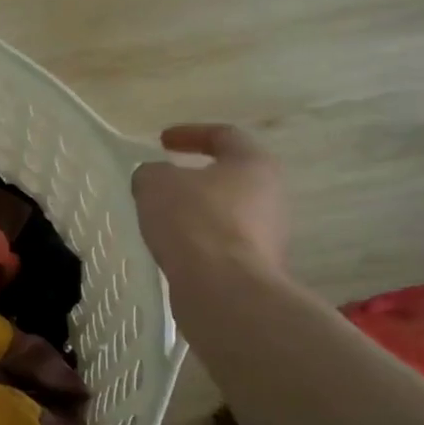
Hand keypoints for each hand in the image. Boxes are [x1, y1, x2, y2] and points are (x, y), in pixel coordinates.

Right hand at [131, 124, 287, 278]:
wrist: (224, 290)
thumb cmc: (194, 221)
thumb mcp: (156, 184)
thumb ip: (152, 173)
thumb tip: (155, 179)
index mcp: (254, 164)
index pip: (224, 135)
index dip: (190, 134)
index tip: (162, 141)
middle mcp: (272, 196)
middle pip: (230, 177)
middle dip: (195, 178)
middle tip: (164, 183)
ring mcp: (269, 236)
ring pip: (227, 214)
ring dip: (197, 213)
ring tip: (163, 221)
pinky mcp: (257, 269)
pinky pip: (223, 246)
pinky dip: (199, 243)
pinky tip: (174, 251)